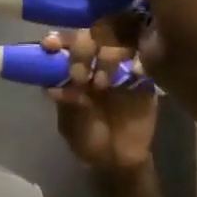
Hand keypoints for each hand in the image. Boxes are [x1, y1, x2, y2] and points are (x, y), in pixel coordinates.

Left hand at [43, 26, 157, 171]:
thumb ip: (68, 105)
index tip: (50, 45)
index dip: (58, 39)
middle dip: (81, 49)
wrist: (120, 161)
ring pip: (118, 42)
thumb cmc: (88, 140)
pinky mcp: (145, 78)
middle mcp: (96, 61)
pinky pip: (145, 60)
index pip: (65, 43)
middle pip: (91, 36)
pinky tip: (134, 71)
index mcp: (73, 68)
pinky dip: (138, 63)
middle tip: (79, 76)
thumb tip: (54, 88)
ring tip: (101, 84)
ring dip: (106, 57)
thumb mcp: (72, 126)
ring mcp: (122, 67)